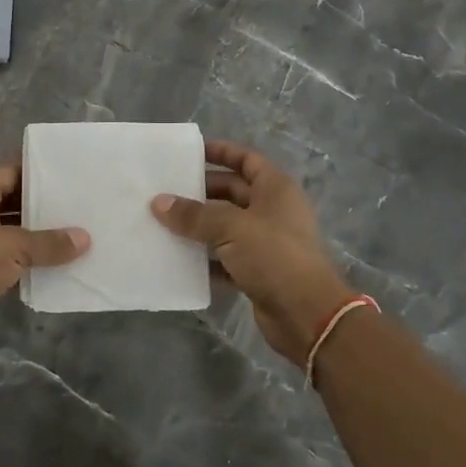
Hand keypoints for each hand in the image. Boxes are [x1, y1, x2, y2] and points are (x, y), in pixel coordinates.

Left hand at [0, 163, 88, 369]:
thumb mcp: (12, 246)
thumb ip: (49, 242)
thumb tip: (85, 238)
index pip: (7, 173)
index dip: (33, 171)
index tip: (66, 172)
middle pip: (12, 204)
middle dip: (42, 206)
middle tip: (80, 203)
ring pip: (14, 236)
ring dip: (40, 238)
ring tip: (78, 233)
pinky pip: (14, 264)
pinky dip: (34, 264)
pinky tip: (62, 265)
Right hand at [151, 139, 354, 362]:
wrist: (307, 315)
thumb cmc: (274, 256)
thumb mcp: (231, 228)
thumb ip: (194, 215)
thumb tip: (158, 202)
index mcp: (275, 189)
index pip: (246, 160)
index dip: (221, 152)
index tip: (189, 152)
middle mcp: (273, 211)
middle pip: (232, 192)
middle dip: (201, 191)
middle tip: (165, 191)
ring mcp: (266, 243)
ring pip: (226, 227)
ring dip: (199, 226)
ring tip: (162, 222)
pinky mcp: (258, 272)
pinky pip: (226, 259)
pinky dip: (205, 259)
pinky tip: (178, 258)